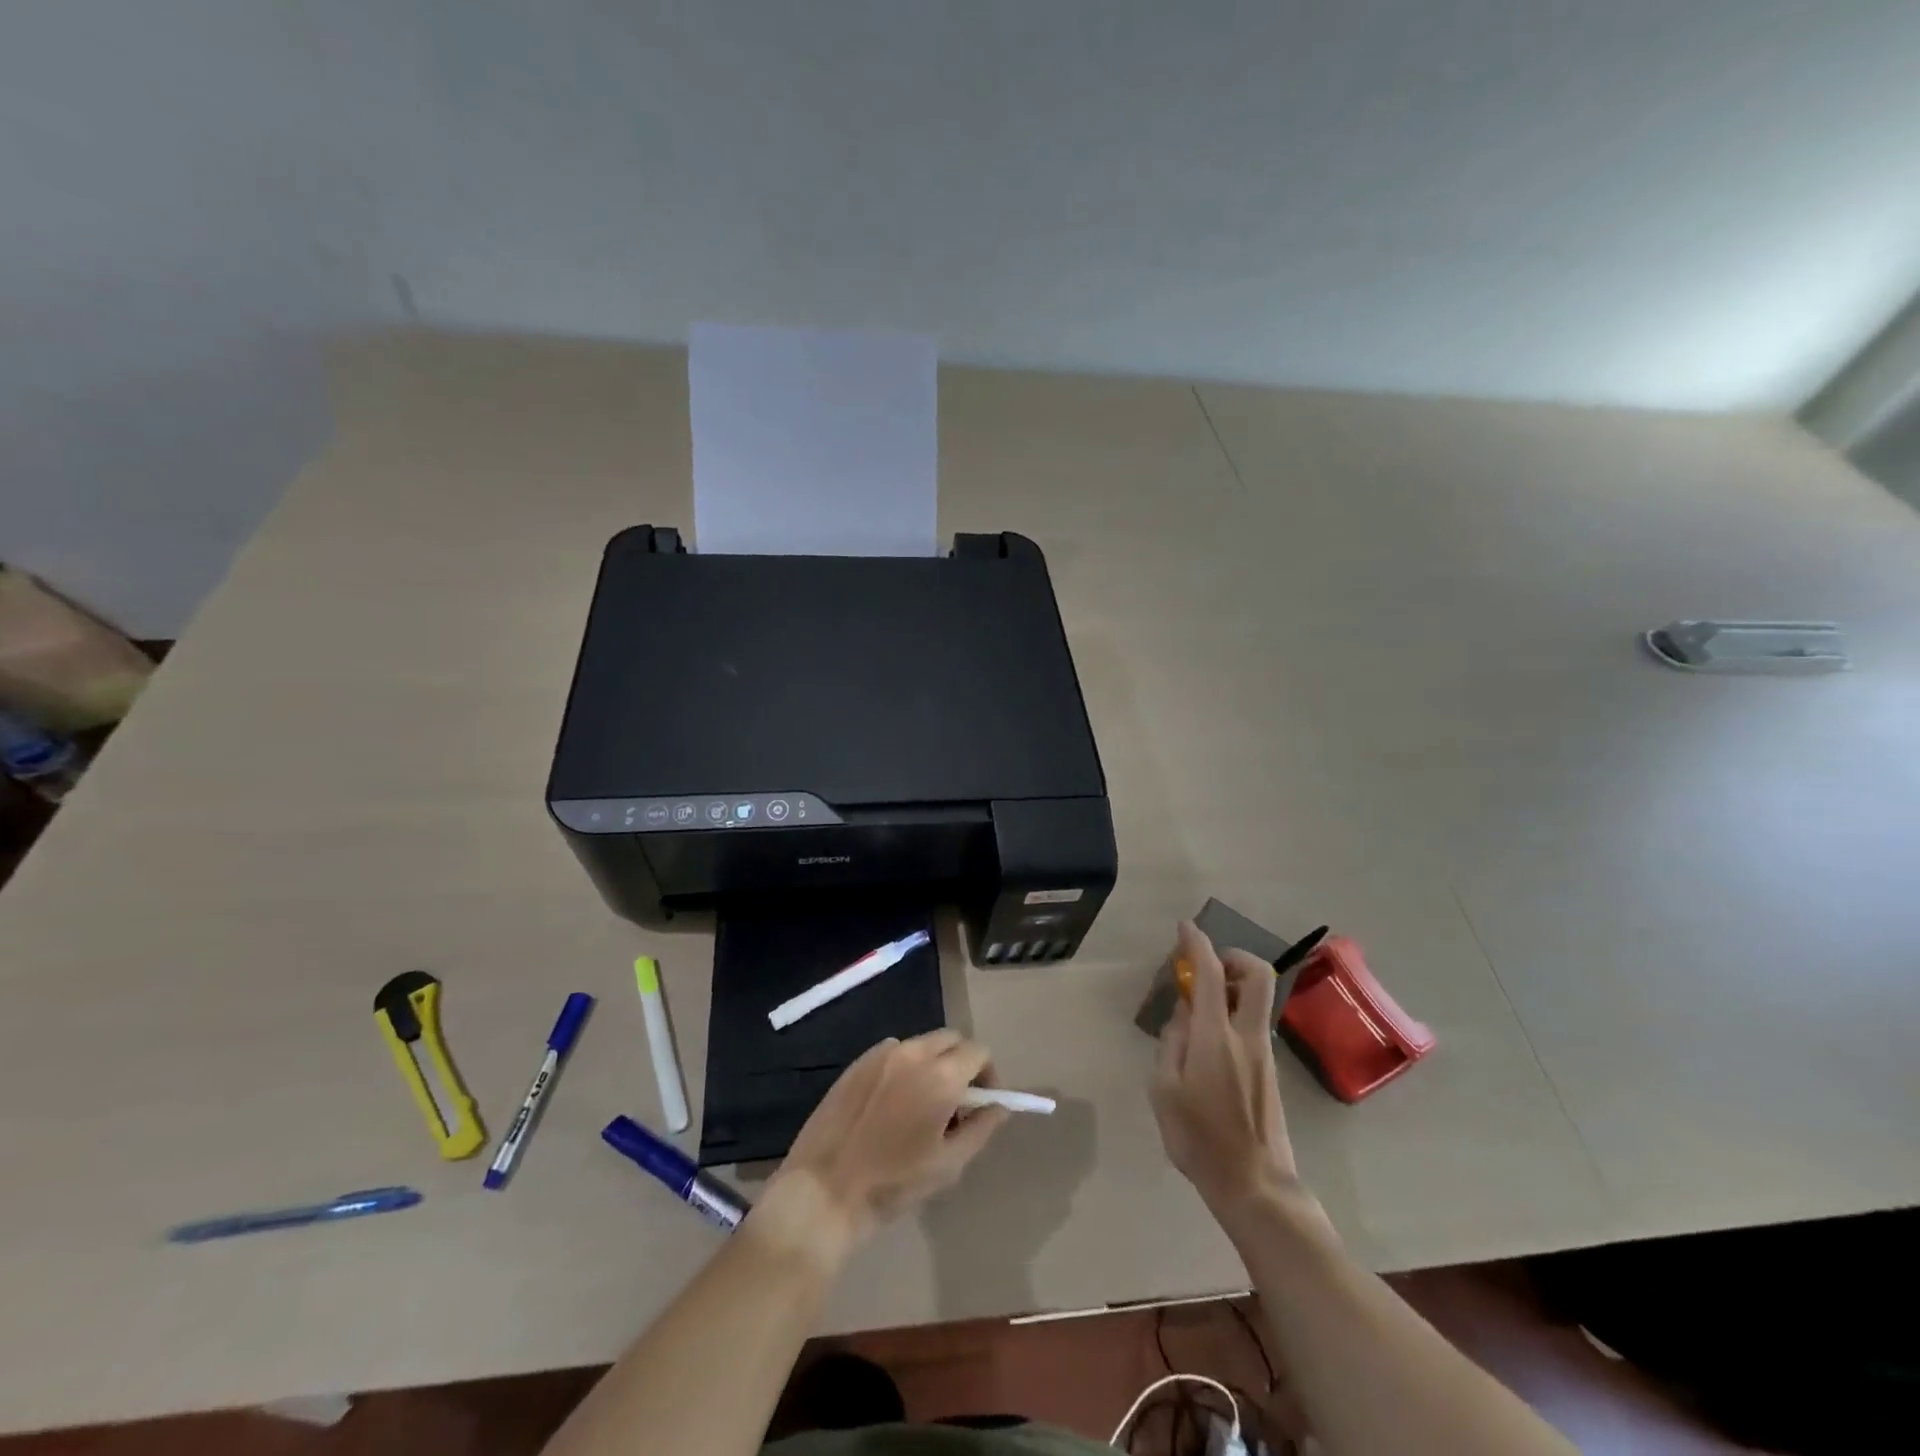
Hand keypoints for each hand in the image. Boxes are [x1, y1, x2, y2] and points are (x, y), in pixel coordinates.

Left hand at [759, 1030, 1010, 1264]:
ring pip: (922, 1044)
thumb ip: (981, 1129)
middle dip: (961, 1063)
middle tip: (956, 1103)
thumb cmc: (893, 1184)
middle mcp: (912, 1052)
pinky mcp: (857, 1062)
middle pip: (951, 1039)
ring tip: (922, 1105)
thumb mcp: (948, 1164)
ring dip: (933, 1063)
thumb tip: (999, 1106)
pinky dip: (904, 1067)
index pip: (978, 1051)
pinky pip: (894, 1052)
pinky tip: (892, 1104)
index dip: (987, 1074)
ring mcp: (881, 1053)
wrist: (825, 1190)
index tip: (981, 1103)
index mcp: (940, 1076)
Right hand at [1151, 921, 1300, 1215]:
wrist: (1255, 1186)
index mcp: (1216, 1037)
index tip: (1184, 927)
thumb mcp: (1164, 1090)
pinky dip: (1232, 1011)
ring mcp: (1264, 1053)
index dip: (1196, 943)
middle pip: (1257, 975)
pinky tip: (1206, 1040)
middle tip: (1205, 964)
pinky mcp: (1269, 1070)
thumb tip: (1183, 1016)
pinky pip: (1252, 1023)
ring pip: (1257, 999)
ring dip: (1231, 985)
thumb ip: (1171, 1043)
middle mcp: (1247, 1036)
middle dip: (1233, 956)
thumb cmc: (1199, 1139)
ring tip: (1196, 1006)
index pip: (1210, 973)